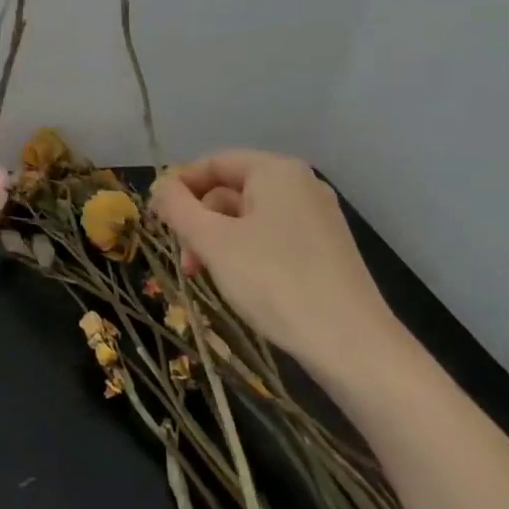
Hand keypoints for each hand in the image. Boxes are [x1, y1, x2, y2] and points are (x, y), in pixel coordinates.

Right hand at [150, 150, 410, 390]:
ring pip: (249, 217)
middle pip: (231, 190)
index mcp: (276, 170)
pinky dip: (246, 253)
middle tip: (186, 262)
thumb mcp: (213, 242)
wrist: (351, 345)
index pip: (214, 162)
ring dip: (219, 242)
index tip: (157, 220)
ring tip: (206, 278)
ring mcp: (317, 217)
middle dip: (200, 222)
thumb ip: (178, 207)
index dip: (180, 186)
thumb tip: (159, 186)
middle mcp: (300, 185)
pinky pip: (272, 237)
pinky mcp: (326, 249)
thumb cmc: (274, 282)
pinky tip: (239, 284)